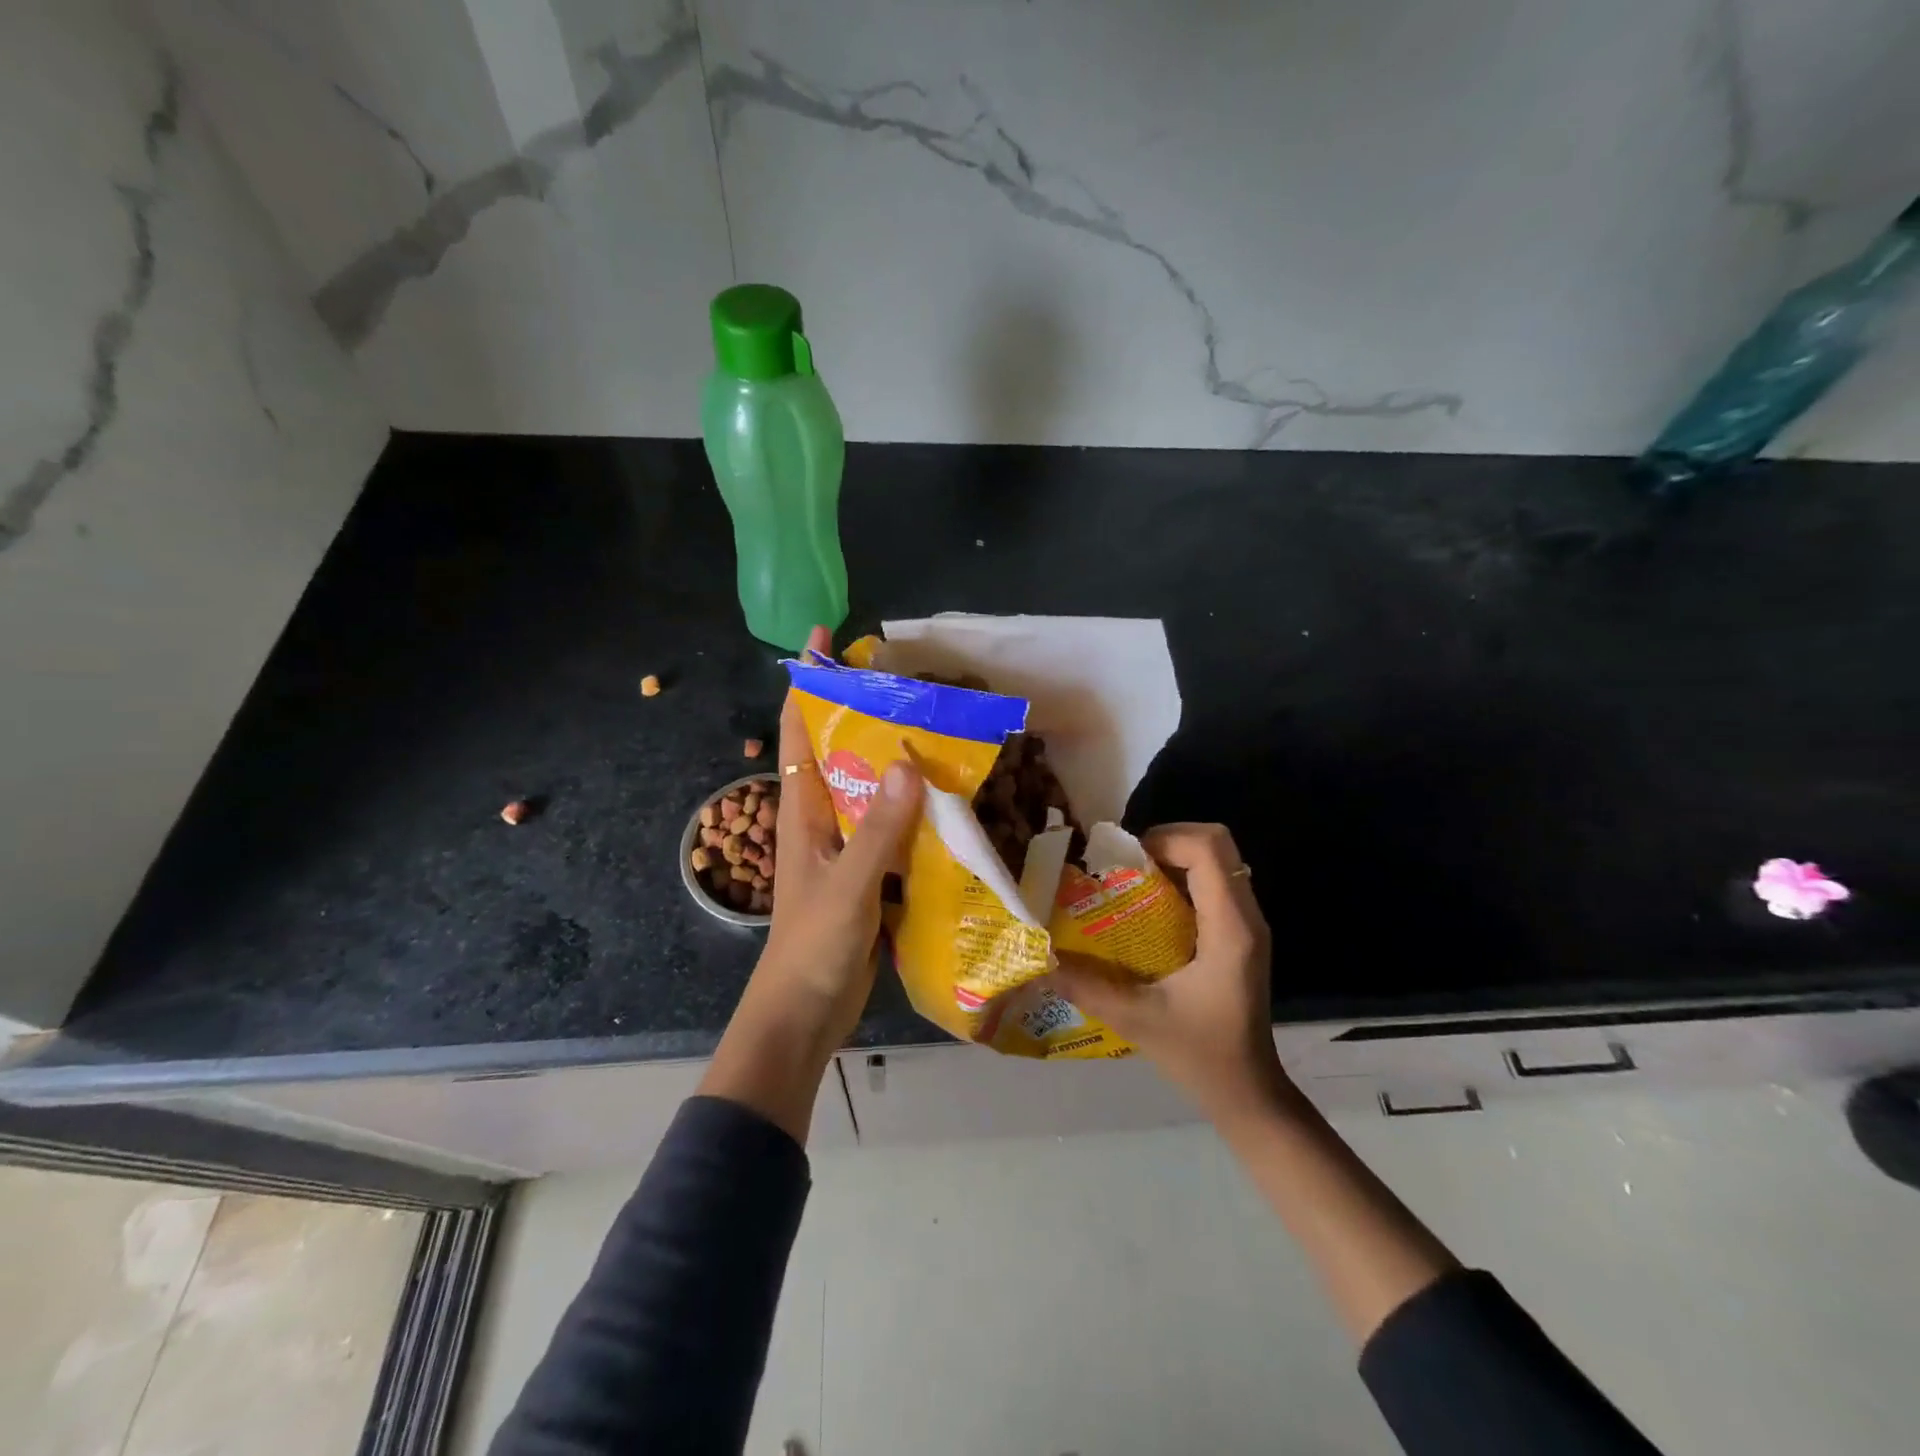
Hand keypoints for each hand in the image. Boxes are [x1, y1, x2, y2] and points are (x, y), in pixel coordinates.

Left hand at [753, 625, 923, 1044]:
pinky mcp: (868, 875)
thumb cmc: (813, 947)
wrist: (804, 1015)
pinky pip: (892, 829)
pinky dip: (914, 810)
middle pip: (837, 752)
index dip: (807, 682)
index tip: (825, 638)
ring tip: (938, 730)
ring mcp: (844, 848)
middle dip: (863, 713)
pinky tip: (949, 801)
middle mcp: (820, 820)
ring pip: (869, 790)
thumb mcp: (848, 886)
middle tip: (907, 682)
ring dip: (894, 762)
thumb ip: (877, 829)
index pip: (797, 731)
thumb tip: (909, 763)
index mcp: (801, 811)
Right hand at [1051, 822, 1287, 1120]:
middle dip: (1167, 839)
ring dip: (1173, 856)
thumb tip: (1040, 955)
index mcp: (1229, 929)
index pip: (1208, 849)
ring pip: (1217, 860)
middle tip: (1125, 863)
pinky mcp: (1239, 934)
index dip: (1165, 837)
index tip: (1124, 859)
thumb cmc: (1200, 1056)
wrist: (1248, 1094)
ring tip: (1130, 879)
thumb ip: (1086, 985)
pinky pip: (1213, 882)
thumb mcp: (1136, 1019)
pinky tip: (1148, 907)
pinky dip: (1181, 877)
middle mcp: (1245, 916)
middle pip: (1216, 843)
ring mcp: (1246, 924)